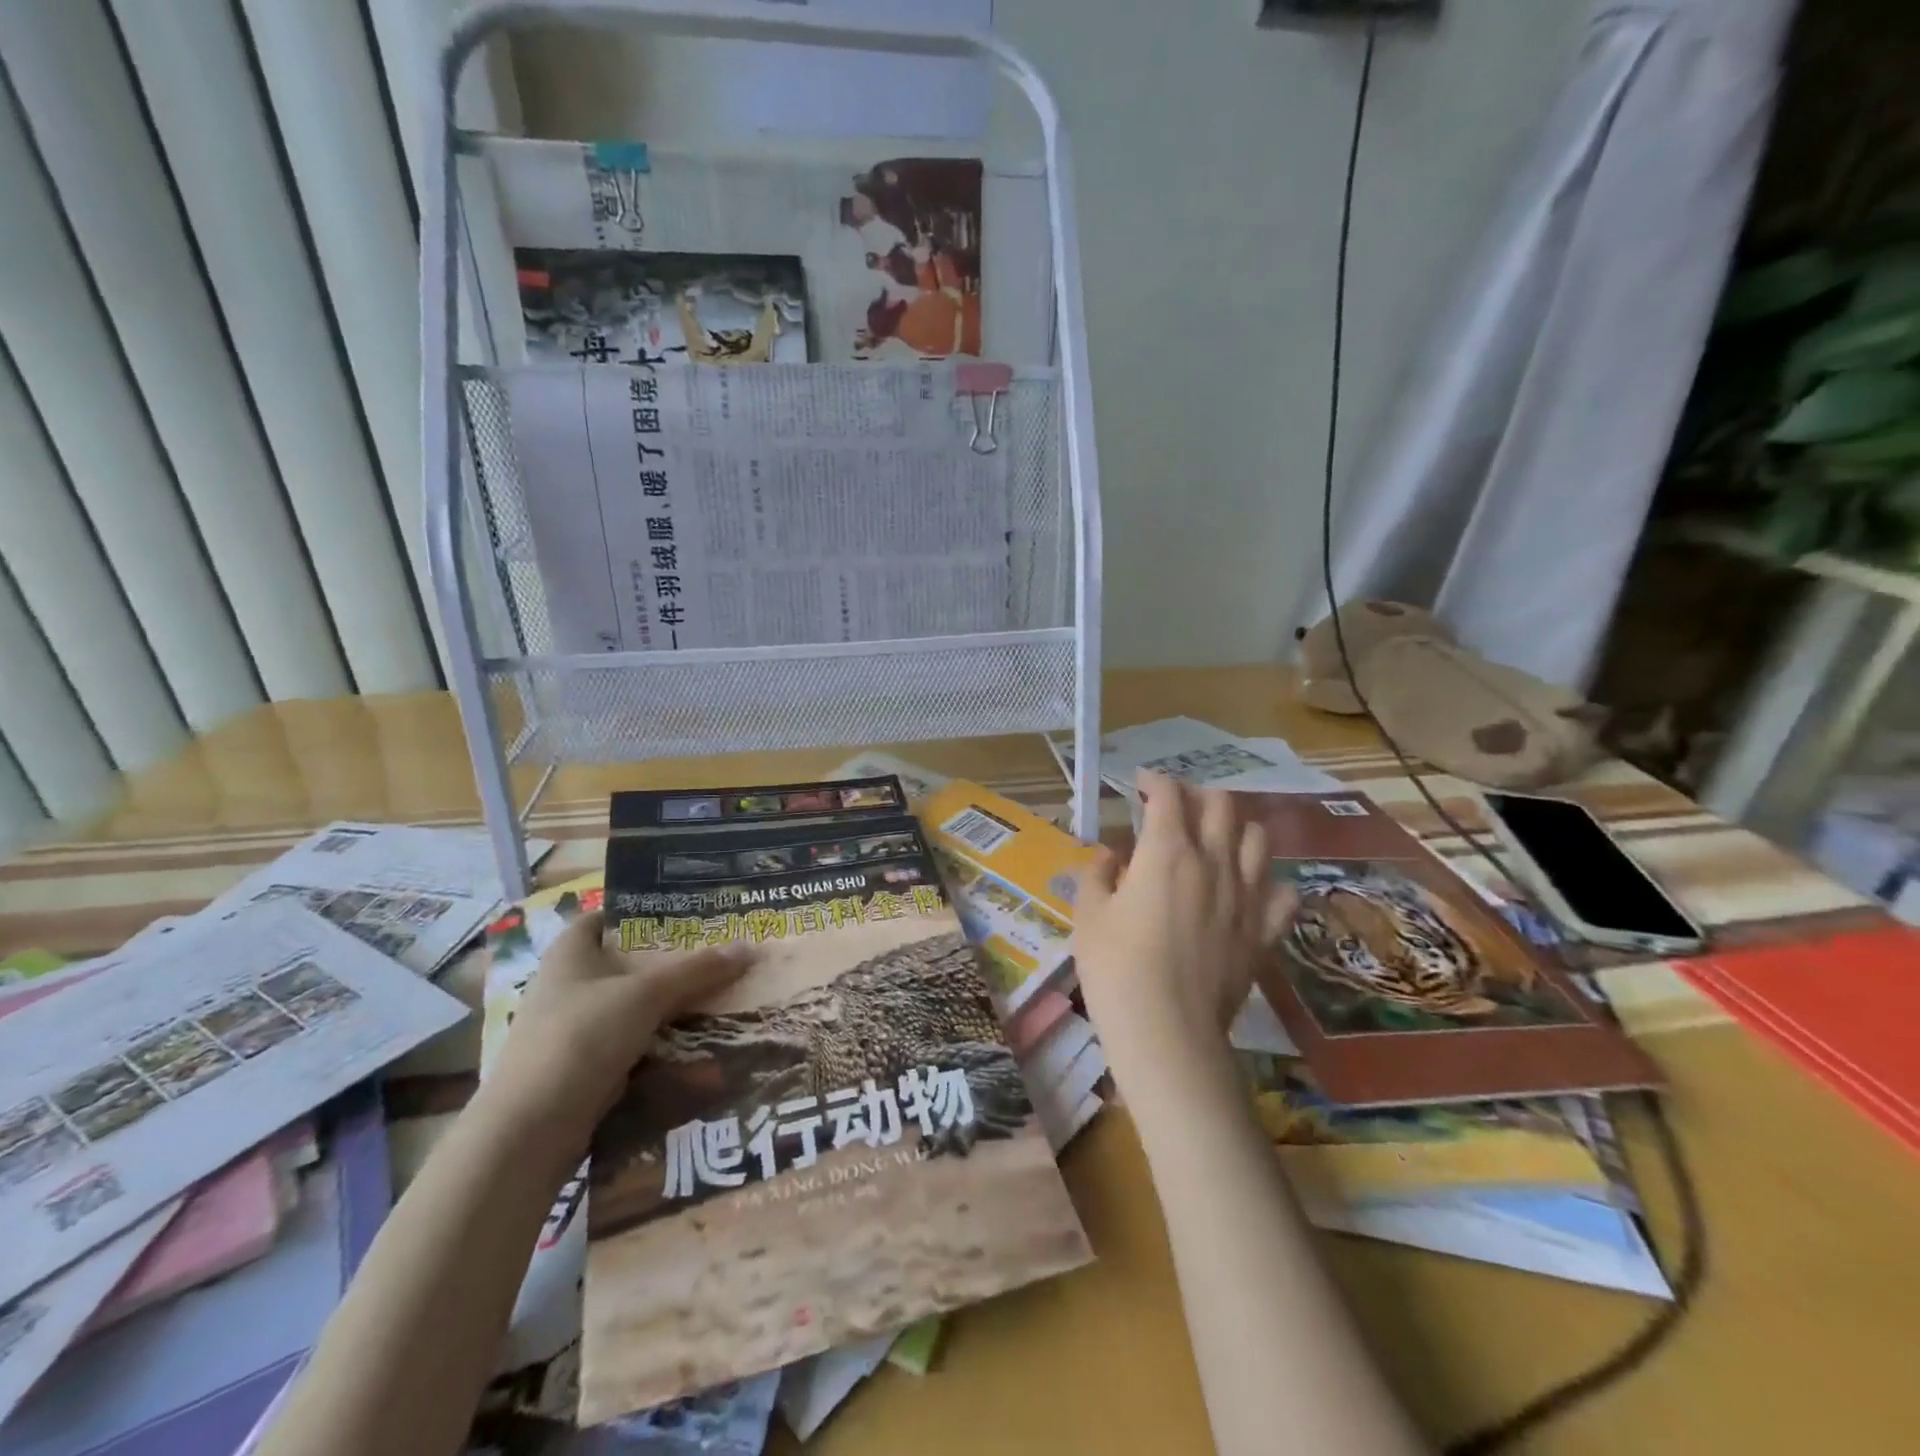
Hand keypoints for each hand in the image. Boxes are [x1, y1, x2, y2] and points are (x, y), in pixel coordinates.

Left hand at [484, 910, 755, 1139]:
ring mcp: (575, 1030)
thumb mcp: (646, 995)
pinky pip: (634, 1048)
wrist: (530, 1131)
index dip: (644, 911)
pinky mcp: (585, 1069)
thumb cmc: (582, 1037)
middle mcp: (569, 986)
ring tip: (723, 1000)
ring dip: (674, 1008)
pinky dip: (664, 1047)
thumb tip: (749, 947)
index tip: (689, 913)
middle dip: (674, 964)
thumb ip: (697, 970)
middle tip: (720, 955)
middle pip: (630, 965)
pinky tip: (701, 1049)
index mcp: (570, 954)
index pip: (607, 917)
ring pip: (636, 1009)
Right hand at [1072, 773, 1292, 1075]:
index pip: (1168, 794)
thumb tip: (1111, 856)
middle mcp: (1214, 862)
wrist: (1167, 1032)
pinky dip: (1267, 882)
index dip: (1153, 780)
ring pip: (1258, 838)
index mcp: (1167, 851)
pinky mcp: (1264, 932)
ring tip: (1216, 840)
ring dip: (1236, 828)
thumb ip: (1097, 874)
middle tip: (1175, 808)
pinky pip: (1281, 893)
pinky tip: (1248, 890)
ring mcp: (1247, 896)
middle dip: (1196, 795)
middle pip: (1221, 804)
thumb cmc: (1115, 969)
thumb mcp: (1088, 915)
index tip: (1139, 784)